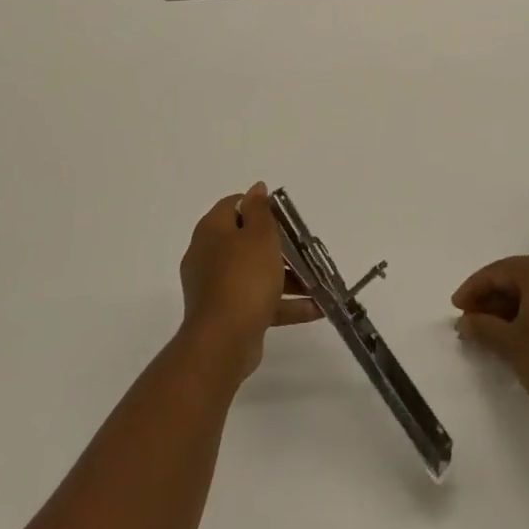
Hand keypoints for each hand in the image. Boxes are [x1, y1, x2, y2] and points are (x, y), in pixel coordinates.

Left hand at [179, 183, 318, 383]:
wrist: (223, 342)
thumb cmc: (244, 278)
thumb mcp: (259, 236)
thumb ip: (260, 210)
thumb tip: (256, 187)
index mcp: (212, 231)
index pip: (234, 205)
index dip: (259, 206)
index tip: (286, 217)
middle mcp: (209, 255)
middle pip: (246, 241)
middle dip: (280, 246)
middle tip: (306, 249)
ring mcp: (216, 287)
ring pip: (256, 273)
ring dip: (288, 277)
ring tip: (319, 283)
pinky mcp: (227, 314)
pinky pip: (258, 301)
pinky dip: (284, 303)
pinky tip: (315, 309)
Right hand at [452, 255, 528, 434]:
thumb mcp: (510, 345)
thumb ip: (482, 327)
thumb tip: (466, 323)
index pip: (499, 271)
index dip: (474, 289)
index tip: (456, 308)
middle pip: (521, 275)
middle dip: (494, 297)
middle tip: (473, 320)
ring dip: (516, 304)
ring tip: (495, 329)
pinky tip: (524, 330)